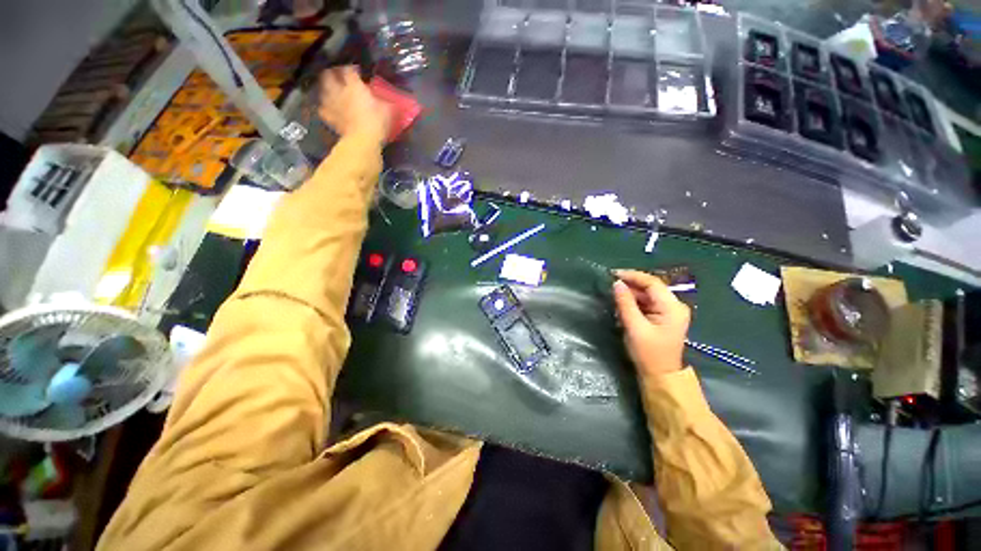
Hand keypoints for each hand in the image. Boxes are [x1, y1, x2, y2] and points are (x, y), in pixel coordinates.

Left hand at [317, 66, 390, 141]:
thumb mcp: (387, 110)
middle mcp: (340, 91)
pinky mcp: (330, 118)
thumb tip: (389, 99)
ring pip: (323, 90)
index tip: (357, 71)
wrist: (363, 141)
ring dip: (326, 88)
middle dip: (332, 72)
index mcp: (354, 86)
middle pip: (329, 75)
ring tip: (331, 90)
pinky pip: (323, 109)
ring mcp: (333, 104)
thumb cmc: (377, 123)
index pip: (350, 70)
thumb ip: (385, 102)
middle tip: (337, 74)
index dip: (352, 68)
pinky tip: (329, 109)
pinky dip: (325, 108)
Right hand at [613, 270, 690, 377]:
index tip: (614, 274)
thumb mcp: (634, 327)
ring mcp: (670, 312)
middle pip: (651, 287)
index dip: (633, 276)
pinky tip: (623, 306)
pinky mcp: (664, 317)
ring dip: (632, 294)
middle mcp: (675, 306)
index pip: (652, 283)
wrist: (661, 376)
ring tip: (615, 297)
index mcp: (672, 307)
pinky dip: (635, 303)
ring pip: (648, 295)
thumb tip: (616, 283)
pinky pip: (648, 303)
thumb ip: (625, 303)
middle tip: (611, 285)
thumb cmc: (649, 353)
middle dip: (631, 285)